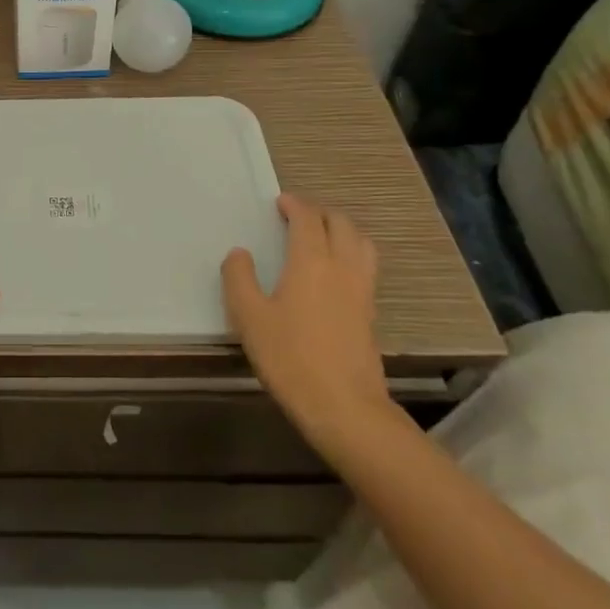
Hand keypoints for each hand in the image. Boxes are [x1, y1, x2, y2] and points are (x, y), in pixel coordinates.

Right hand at [221, 194, 393, 453]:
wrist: (344, 406)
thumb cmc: (289, 356)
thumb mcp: (249, 316)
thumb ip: (239, 278)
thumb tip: (240, 254)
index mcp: (311, 261)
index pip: (307, 218)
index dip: (294, 205)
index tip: (280, 202)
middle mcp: (342, 267)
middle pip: (340, 224)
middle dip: (320, 212)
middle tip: (298, 215)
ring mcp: (362, 290)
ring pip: (361, 243)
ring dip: (342, 230)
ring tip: (323, 236)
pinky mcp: (371, 313)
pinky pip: (365, 265)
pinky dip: (351, 252)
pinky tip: (335, 271)